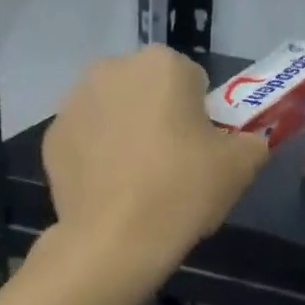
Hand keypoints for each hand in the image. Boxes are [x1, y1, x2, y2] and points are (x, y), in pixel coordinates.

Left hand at [42, 47, 268, 286]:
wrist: (115, 240)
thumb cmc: (184, 190)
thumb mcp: (243, 165)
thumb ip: (252, 140)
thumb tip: (246, 141)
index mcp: (163, 64)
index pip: (192, 81)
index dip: (201, 115)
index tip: (201, 149)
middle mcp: (113, 68)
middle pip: (149, 90)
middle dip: (160, 115)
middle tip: (172, 163)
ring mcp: (75, 101)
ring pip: (114, 110)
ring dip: (127, 131)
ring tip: (138, 179)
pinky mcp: (52, 135)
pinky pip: (87, 137)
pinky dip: (98, 153)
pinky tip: (110, 188)